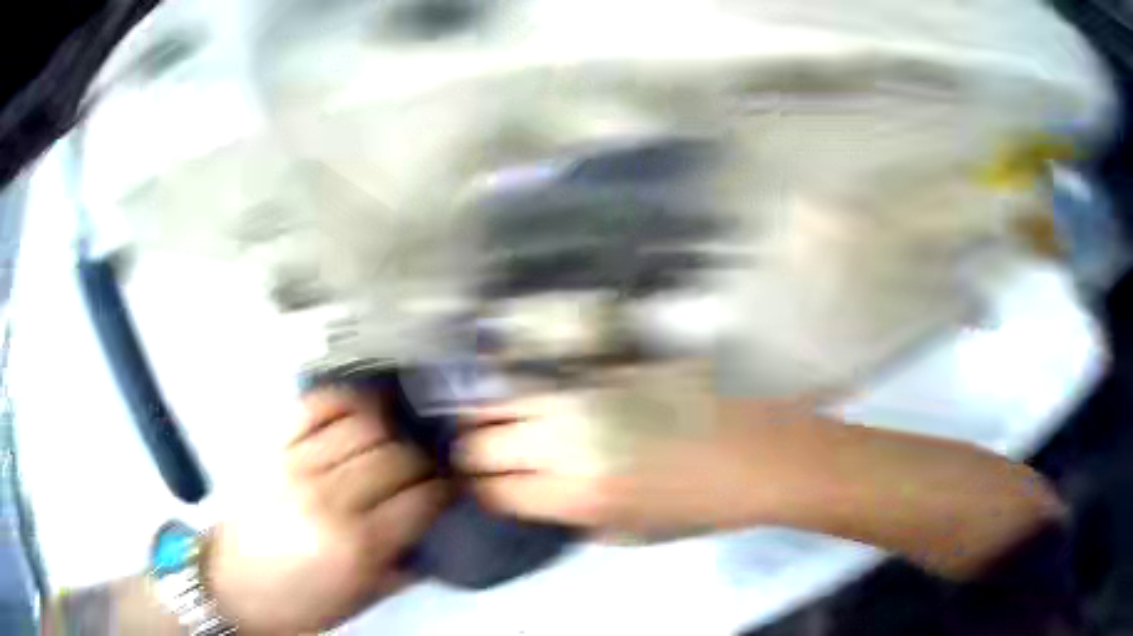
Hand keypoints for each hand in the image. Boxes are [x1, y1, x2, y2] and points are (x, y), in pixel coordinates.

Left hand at [205, 388, 450, 633]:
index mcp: (356, 545)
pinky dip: (343, 400)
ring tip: (395, 439)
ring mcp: (297, 466)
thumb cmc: (298, 603)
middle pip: (395, 456)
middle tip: (425, 468)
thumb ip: (403, 567)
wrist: (233, 587)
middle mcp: (329, 499)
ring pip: (362, 425)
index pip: (420, 499)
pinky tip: (358, 411)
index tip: (449, 488)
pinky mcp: (273, 448)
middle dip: (421, 460)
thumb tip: (431, 537)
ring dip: (389, 429)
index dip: (444, 490)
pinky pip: (315, 407)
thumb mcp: (359, 599)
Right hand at [453, 395, 806, 538]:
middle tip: (478, 455)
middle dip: (472, 453)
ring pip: (508, 401)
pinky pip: (550, 381)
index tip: (480, 488)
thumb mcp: (634, 532)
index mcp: (579, 497)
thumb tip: (542, 497)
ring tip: (490, 423)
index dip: (481, 491)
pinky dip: (530, 393)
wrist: (760, 455)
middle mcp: (572, 445)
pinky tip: (533, 400)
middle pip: (485, 443)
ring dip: (491, 416)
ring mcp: (588, 401)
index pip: (497, 491)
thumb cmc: (703, 506)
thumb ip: (578, 517)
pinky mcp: (609, 372)